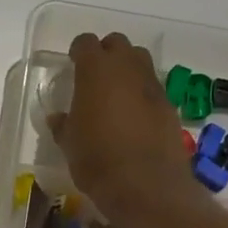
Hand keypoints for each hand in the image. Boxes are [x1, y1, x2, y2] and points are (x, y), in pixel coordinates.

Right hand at [50, 32, 199, 220]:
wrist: (145, 185)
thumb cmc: (97, 160)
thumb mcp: (69, 144)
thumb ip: (64, 125)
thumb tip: (58, 118)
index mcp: (96, 70)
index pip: (85, 43)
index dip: (78, 52)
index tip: (73, 64)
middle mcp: (127, 68)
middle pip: (117, 44)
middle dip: (106, 54)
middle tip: (95, 77)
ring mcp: (152, 85)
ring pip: (140, 61)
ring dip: (127, 70)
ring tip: (116, 95)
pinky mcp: (169, 105)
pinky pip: (153, 88)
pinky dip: (142, 94)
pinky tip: (134, 118)